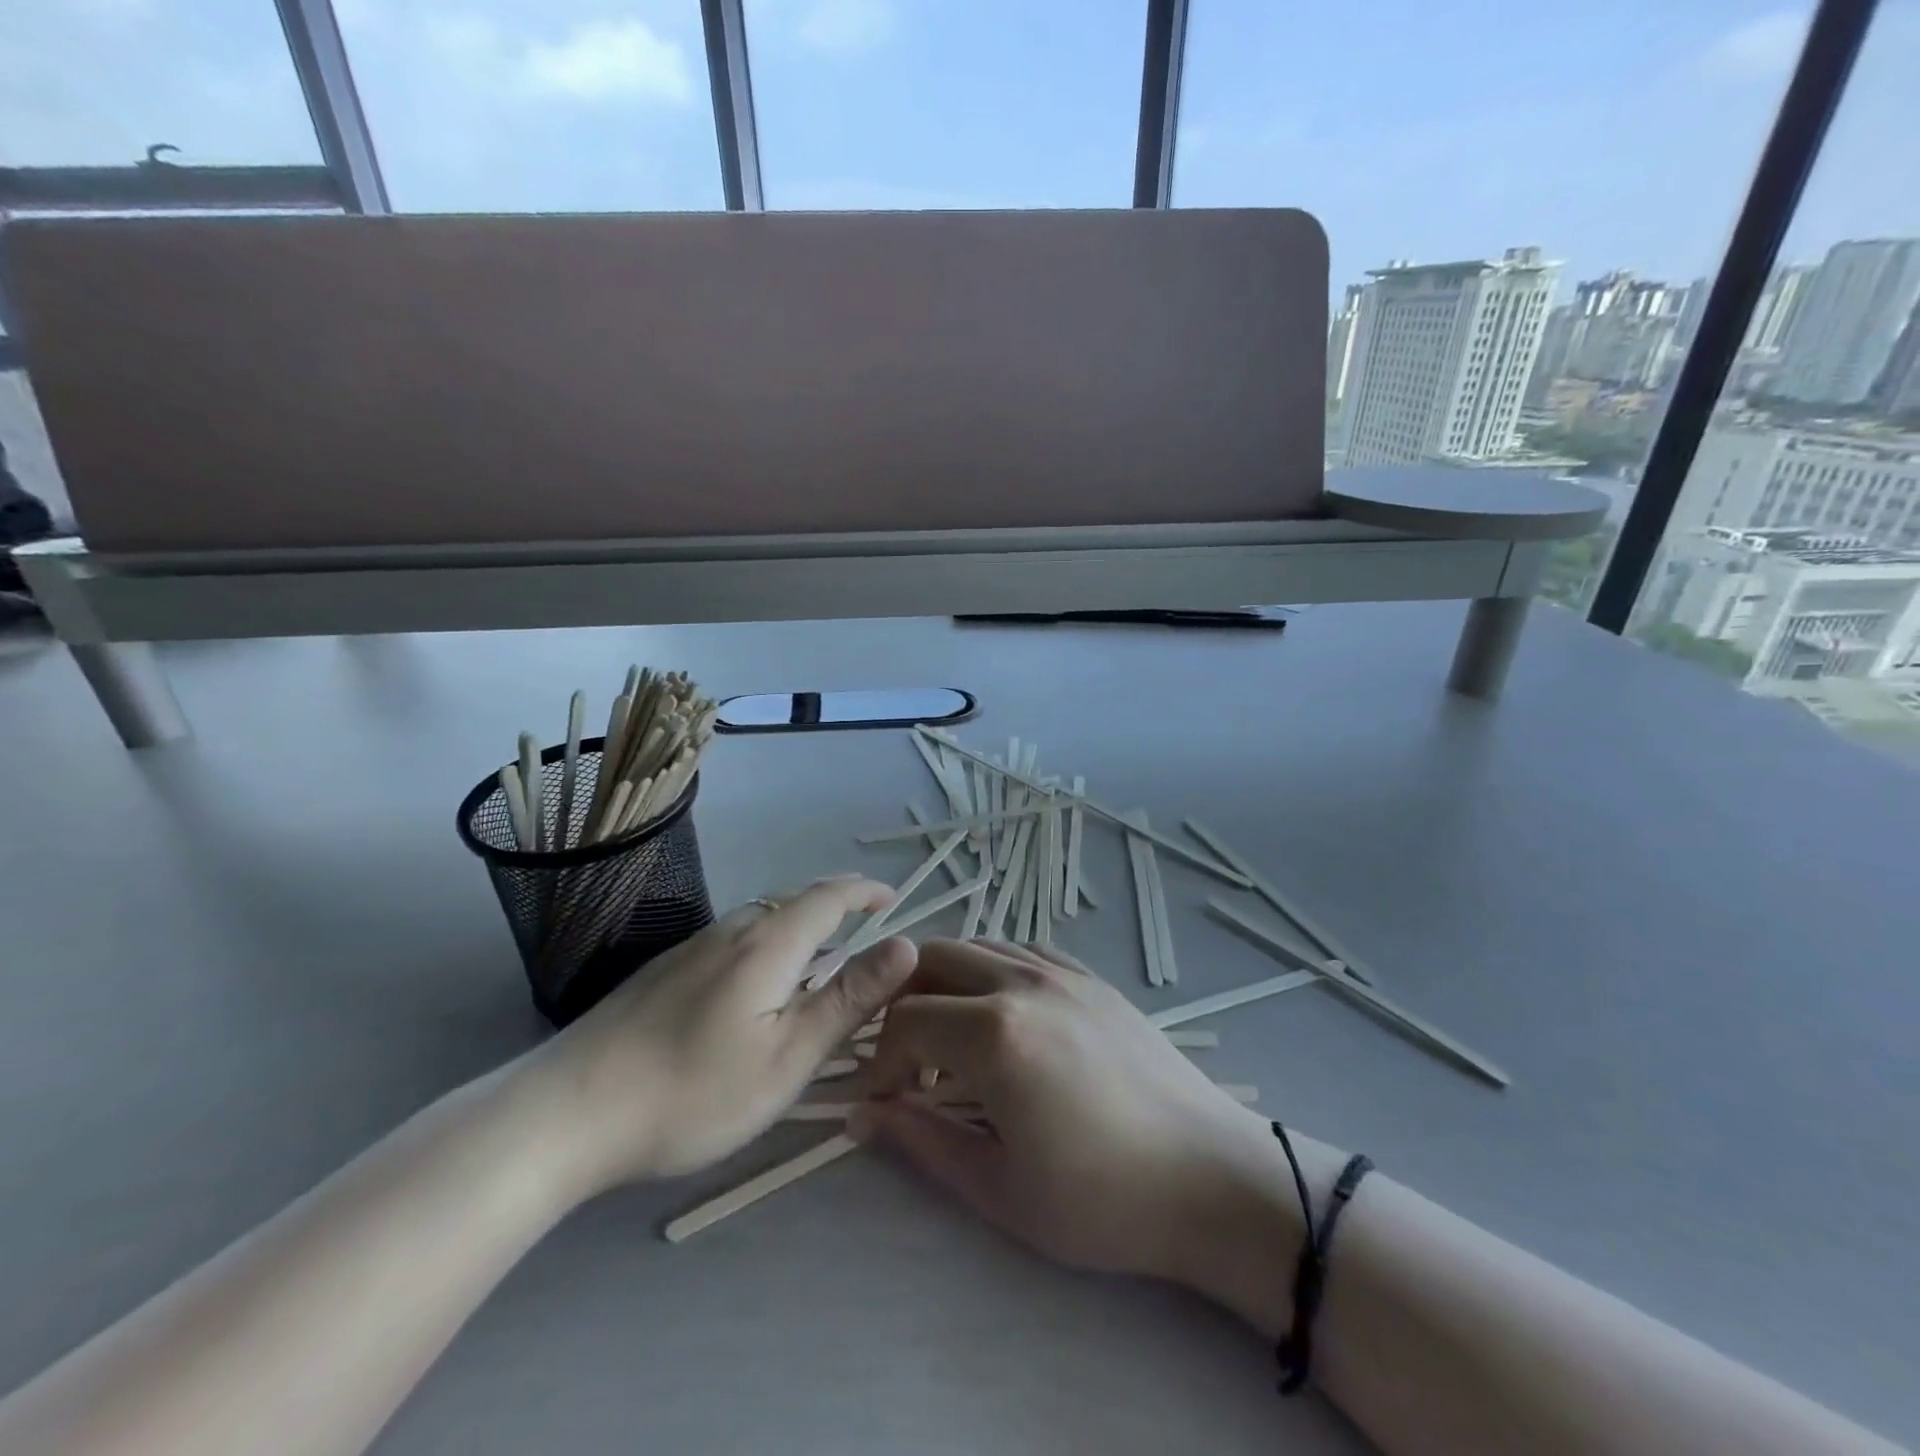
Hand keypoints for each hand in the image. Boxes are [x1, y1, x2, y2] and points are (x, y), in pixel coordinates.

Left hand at [517, 876, 915, 1197]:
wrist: (565, 1113)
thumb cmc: (693, 1092)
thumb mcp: (788, 1057)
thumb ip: (849, 998)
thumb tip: (907, 944)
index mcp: (769, 943)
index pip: (829, 896)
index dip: (865, 891)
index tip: (894, 899)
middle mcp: (731, 930)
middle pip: (794, 903)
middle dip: (836, 910)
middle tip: (864, 938)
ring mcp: (691, 948)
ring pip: (761, 923)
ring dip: (799, 931)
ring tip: (817, 966)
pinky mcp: (664, 971)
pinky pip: (733, 942)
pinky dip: (766, 948)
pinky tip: (754, 991)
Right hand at [851, 941, 1315, 1305]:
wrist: (1208, 1177)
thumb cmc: (1101, 1199)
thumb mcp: (998, 1188)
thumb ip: (920, 1140)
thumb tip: (861, 1116)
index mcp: (993, 1033)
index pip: (904, 1021)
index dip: (880, 1061)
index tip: (882, 1102)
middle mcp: (1020, 982)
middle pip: (930, 959)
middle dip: (902, 1003)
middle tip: (908, 1059)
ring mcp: (1059, 970)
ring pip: (975, 946)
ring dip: (944, 983)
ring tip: (952, 1040)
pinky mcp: (1089, 975)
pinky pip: (1020, 950)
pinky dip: (990, 971)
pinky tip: (1001, 1016)